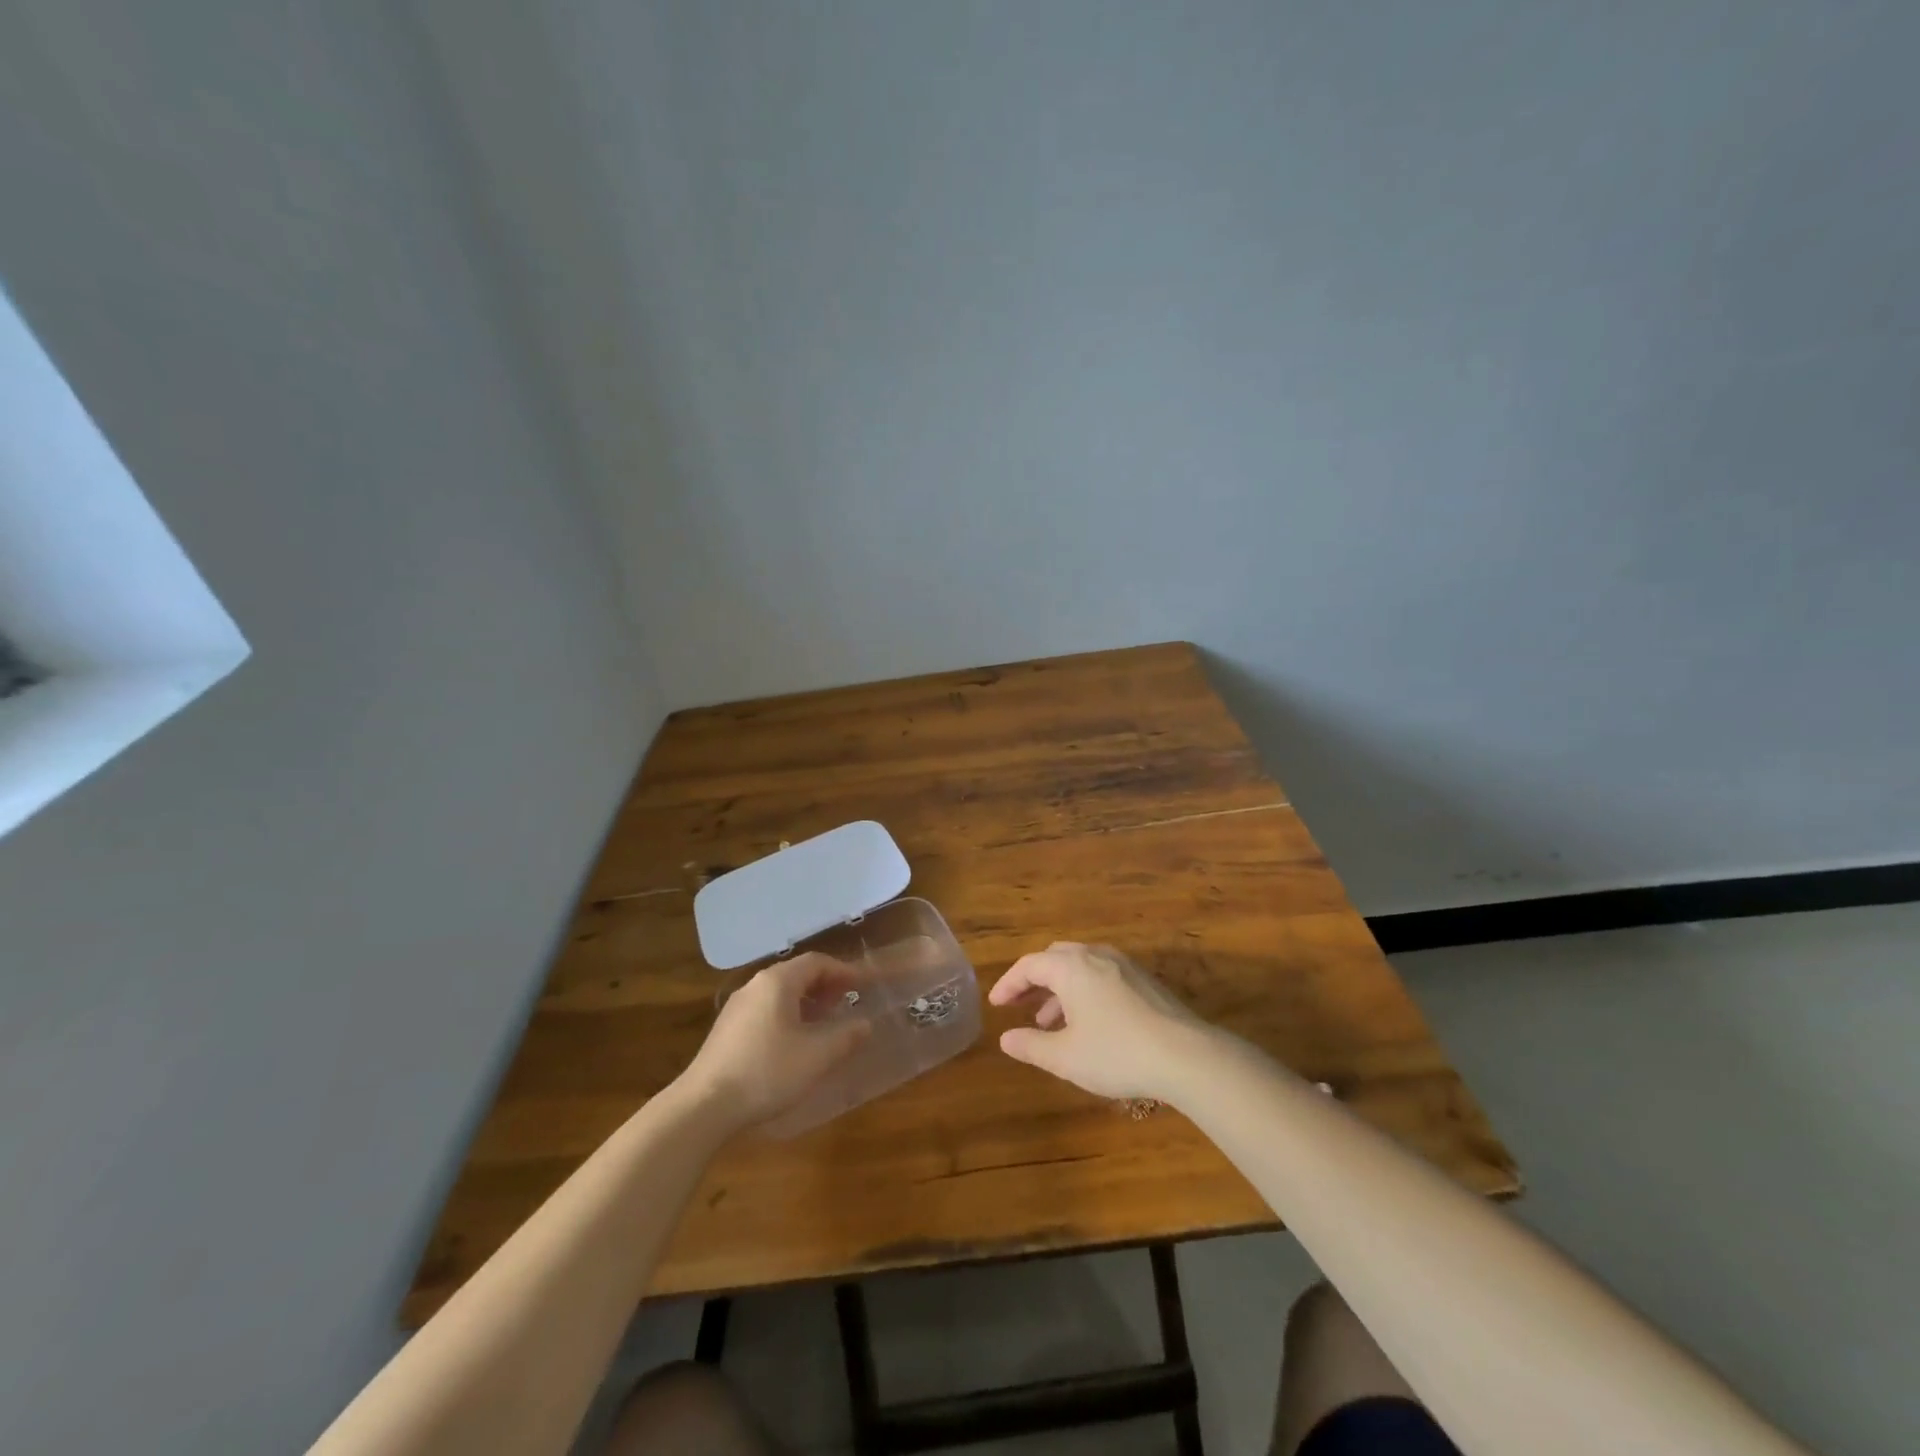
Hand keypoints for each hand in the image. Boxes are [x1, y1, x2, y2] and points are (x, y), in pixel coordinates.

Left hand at [679, 952, 871, 1132]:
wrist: (704, 1106)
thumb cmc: (767, 1072)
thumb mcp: (817, 1056)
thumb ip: (846, 1036)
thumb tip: (865, 1023)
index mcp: (778, 982)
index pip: (818, 962)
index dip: (844, 971)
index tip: (865, 985)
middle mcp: (756, 985)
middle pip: (798, 974)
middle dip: (826, 985)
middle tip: (848, 1002)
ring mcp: (738, 1006)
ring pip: (780, 993)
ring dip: (807, 1001)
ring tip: (826, 1022)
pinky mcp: (727, 1029)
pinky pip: (766, 1009)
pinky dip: (789, 1014)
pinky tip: (795, 1042)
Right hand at [988, 942, 1216, 1100]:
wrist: (1186, 1056)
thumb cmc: (1117, 1053)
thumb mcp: (1065, 1057)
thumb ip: (1031, 1045)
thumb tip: (1006, 1039)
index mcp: (1071, 967)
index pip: (1029, 965)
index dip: (1009, 983)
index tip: (996, 1004)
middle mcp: (1096, 956)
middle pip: (1055, 958)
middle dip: (1034, 980)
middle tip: (1020, 1004)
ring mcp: (1124, 966)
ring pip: (1080, 967)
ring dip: (1059, 989)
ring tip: (1050, 1022)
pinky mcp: (1145, 981)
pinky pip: (1101, 975)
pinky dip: (1083, 991)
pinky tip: (1087, 1023)